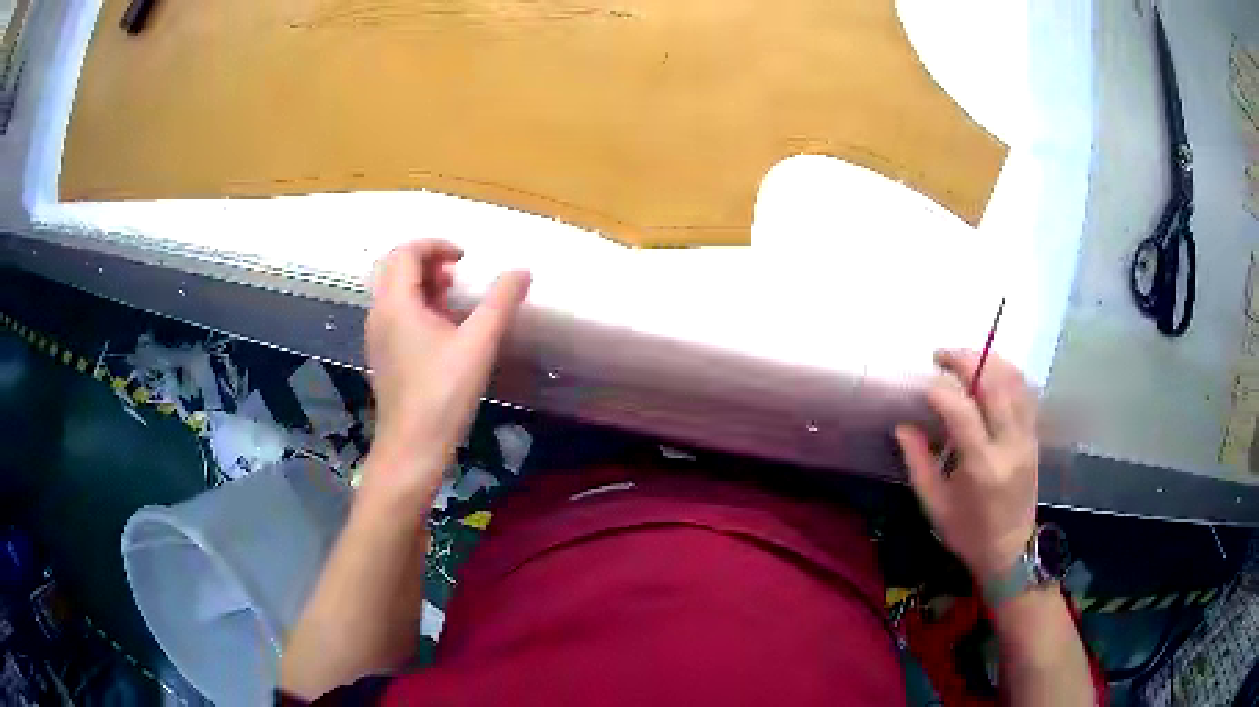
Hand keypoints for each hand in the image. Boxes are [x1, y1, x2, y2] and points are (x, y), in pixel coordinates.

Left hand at [364, 240, 530, 503]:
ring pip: (393, 293)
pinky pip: (394, 316)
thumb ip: (500, 303)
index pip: (405, 252)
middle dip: (426, 262)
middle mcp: (380, 315)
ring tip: (454, 300)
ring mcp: (377, 338)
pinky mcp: (383, 358)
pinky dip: (416, 307)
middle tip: (457, 275)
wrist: (411, 449)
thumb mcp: (478, 345)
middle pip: (394, 268)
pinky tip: (443, 332)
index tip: (465, 259)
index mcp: (396, 304)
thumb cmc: (442, 395)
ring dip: (421, 284)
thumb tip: (521, 270)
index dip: (435, 245)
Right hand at [894, 350, 1038, 582]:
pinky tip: (990, 372)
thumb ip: (918, 462)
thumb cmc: (968, 533)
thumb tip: (903, 425)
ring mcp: (1026, 437)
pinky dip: (1007, 373)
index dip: (939, 391)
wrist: (1011, 550)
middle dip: (966, 360)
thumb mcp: (935, 505)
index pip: (962, 411)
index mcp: (982, 466)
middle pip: (994, 383)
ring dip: (989, 360)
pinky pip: (1025, 392)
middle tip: (941, 355)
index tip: (922, 385)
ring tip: (965, 359)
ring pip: (1014, 380)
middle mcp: (1009, 444)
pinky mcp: (1034, 436)